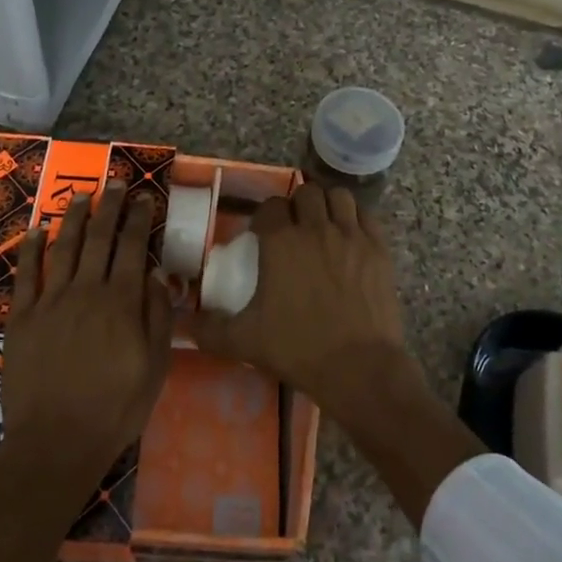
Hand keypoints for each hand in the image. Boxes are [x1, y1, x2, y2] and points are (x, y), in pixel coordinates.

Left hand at [1, 183, 172, 471]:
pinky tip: (36, 229)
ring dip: (74, 218)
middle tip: (116, 182)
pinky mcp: (22, 317)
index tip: (144, 197)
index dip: (139, 219)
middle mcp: (86, 291)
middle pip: (100, 238)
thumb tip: (156, 275)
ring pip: (64, 247)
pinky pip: (26, 274)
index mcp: (122, 302)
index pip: (133, 247)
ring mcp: (50, 301)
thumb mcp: (155, 366)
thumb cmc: (116, 407)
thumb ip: (157, 316)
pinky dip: (31, 248)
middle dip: (110, 206)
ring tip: (83, 195)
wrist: (57, 441)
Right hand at [192, 182, 409, 428]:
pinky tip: (349, 235)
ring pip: (338, 196)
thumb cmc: (298, 349)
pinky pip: (366, 215)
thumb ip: (209, 330)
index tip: (262, 235)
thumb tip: (183, 324)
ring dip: (327, 204)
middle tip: (292, 229)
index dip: (264, 217)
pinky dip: (355, 217)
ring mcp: (352, 235)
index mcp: (281, 242)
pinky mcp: (379, 248)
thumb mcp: (244, 341)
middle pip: (305, 194)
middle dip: (296, 205)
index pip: (270, 207)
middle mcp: (316, 228)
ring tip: (322, 224)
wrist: (359, 367)